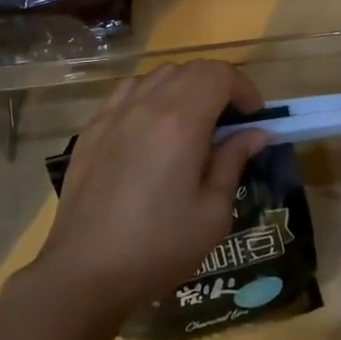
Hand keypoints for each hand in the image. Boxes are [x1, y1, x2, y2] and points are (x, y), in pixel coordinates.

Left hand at [34, 61, 269, 315]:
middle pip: (189, 69)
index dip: (243, 88)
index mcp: (180, 122)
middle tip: (229, 123)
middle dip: (218, 86)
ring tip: (192, 124)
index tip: (254, 117)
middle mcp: (146, 105)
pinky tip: (152, 128)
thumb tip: (255, 133)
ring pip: (157, 75)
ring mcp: (114, 113)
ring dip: (183, 87)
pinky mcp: (92, 127)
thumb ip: (233, 162)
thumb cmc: (158, 247)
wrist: (85, 270)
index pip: (218, 74)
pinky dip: (150, 95)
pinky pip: (128, 91)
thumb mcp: (212, 213)